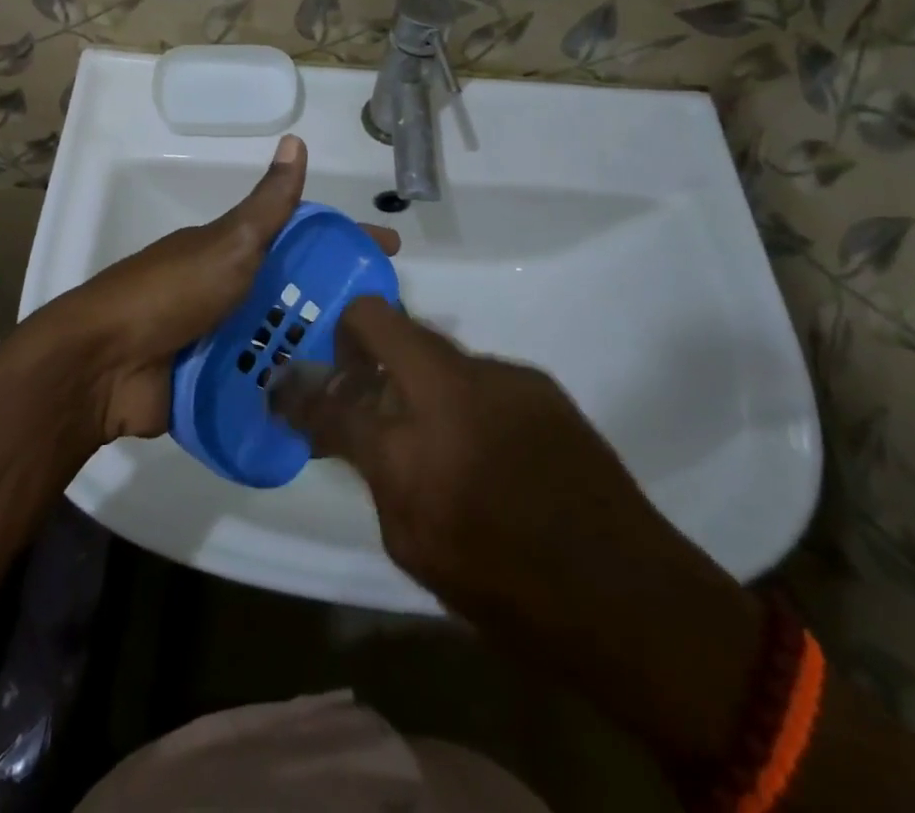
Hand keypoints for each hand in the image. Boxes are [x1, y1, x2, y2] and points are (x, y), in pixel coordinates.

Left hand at [39, 135, 397, 441]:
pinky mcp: (211, 383)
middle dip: (338, 305)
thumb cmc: (172, 292)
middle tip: (389, 328)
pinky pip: (260, 385)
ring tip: (372, 375)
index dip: (343, 240)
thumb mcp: (228, 242)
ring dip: (318, 353)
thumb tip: (295, 140)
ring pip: (281, 340)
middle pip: (294, 293)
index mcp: (233, 251)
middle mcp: (229, 291)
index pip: (300, 238)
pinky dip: (289, 392)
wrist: (105, 363)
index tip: (389, 252)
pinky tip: (330, 408)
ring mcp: (219, 339)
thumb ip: (267, 204)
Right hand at [275, 298, 764, 769]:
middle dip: (351, 333)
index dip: (299, 392)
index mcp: (409, 449)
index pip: (329, 399)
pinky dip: (458, 392)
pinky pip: (475, 371)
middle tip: (350, 369)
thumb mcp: (413, 545)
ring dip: (412, 371)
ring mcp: (497, 375)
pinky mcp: (535, 379)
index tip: (286, 387)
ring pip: (430, 345)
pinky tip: (481, 436)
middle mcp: (448, 391)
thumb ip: (373, 472)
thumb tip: (346, 427)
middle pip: (378, 319)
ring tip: (427, 420)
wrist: (628, 595)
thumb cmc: (507, 590)